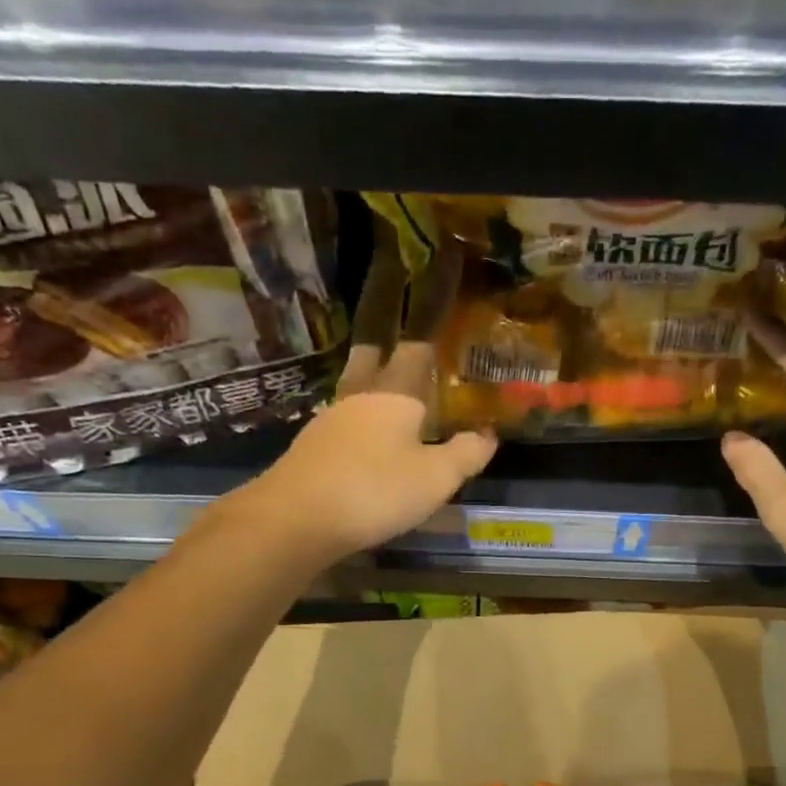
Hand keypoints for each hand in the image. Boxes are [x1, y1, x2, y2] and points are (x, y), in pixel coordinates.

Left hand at [227, 229, 493, 563]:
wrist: (296, 520)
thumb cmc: (375, 491)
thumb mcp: (435, 478)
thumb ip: (465, 454)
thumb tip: (488, 434)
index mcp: (395, 393)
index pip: (419, 342)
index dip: (434, 307)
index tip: (443, 265)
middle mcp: (360, 396)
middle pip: (374, 350)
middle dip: (387, 326)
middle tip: (396, 305)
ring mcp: (331, 420)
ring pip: (356, 384)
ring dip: (372, 373)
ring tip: (387, 377)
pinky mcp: (314, 448)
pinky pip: (345, 418)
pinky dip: (361, 414)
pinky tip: (366, 430)